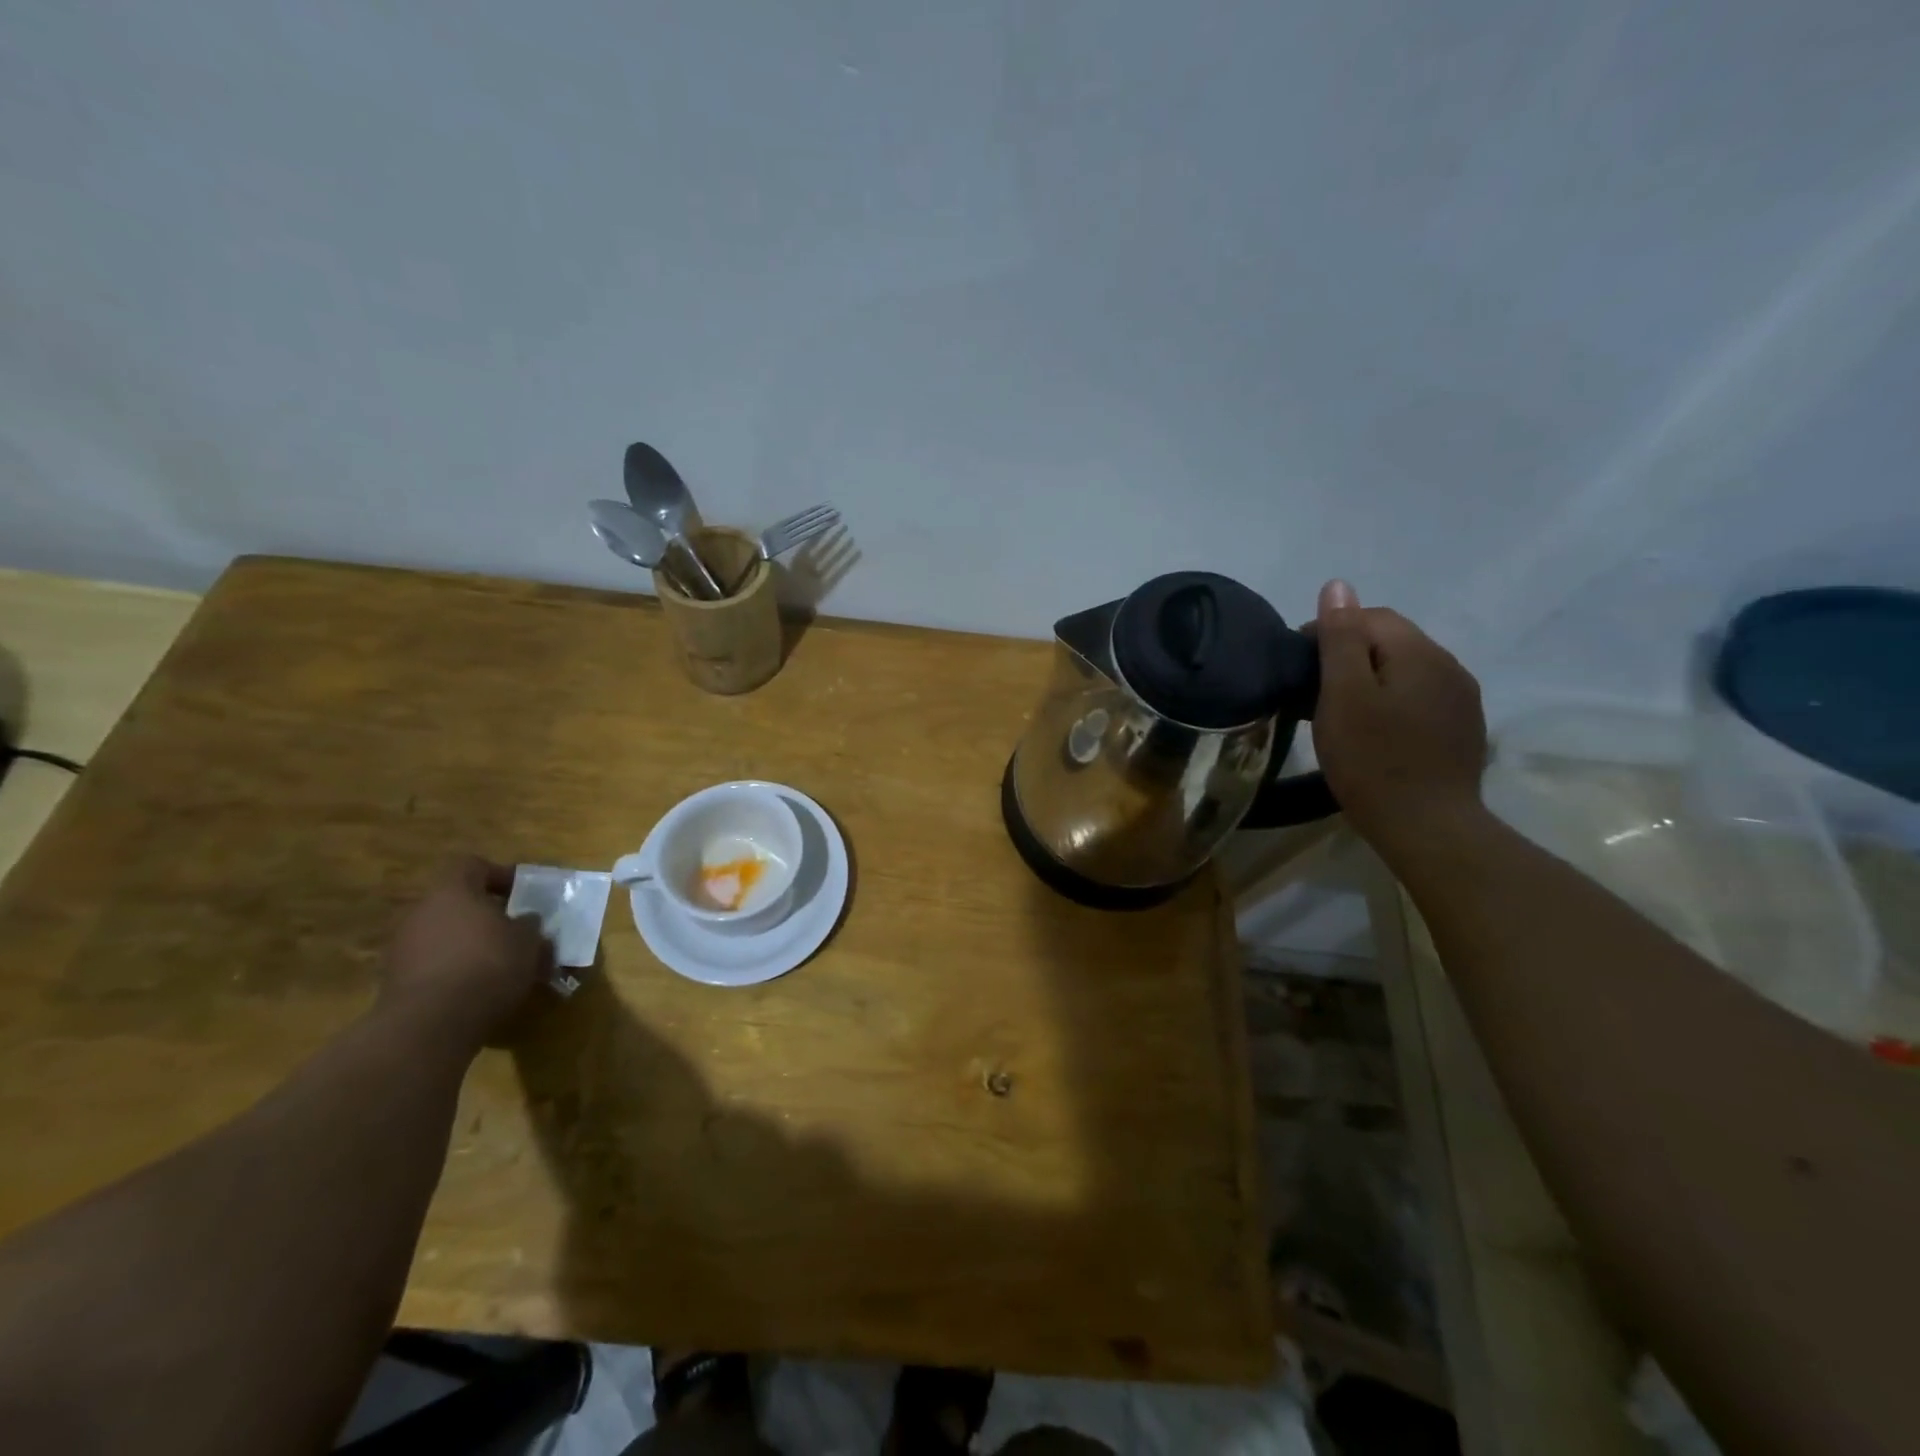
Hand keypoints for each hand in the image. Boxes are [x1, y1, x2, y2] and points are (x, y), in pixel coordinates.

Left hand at [379, 857, 549, 1048]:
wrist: (430, 1025)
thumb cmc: (488, 965)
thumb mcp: (528, 941)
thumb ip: (528, 925)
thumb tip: (525, 921)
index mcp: (452, 891)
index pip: (473, 865)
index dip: (500, 875)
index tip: (523, 893)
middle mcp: (420, 912)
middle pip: (457, 902)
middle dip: (487, 915)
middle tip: (516, 932)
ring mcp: (402, 947)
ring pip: (445, 935)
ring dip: (471, 944)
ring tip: (502, 966)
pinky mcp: (395, 981)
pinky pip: (433, 964)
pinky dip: (455, 970)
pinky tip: (479, 989)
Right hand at [1310, 580, 1486, 848]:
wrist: (1427, 827)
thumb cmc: (1373, 759)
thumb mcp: (1343, 696)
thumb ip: (1340, 638)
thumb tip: (1338, 585)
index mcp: (1420, 652)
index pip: (1369, 617)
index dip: (1328, 631)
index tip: (1298, 665)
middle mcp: (1449, 666)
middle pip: (1391, 640)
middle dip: (1350, 654)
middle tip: (1313, 690)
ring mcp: (1461, 699)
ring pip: (1406, 670)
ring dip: (1372, 678)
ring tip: (1339, 711)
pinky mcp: (1462, 728)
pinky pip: (1420, 697)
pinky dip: (1392, 700)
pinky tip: (1375, 730)